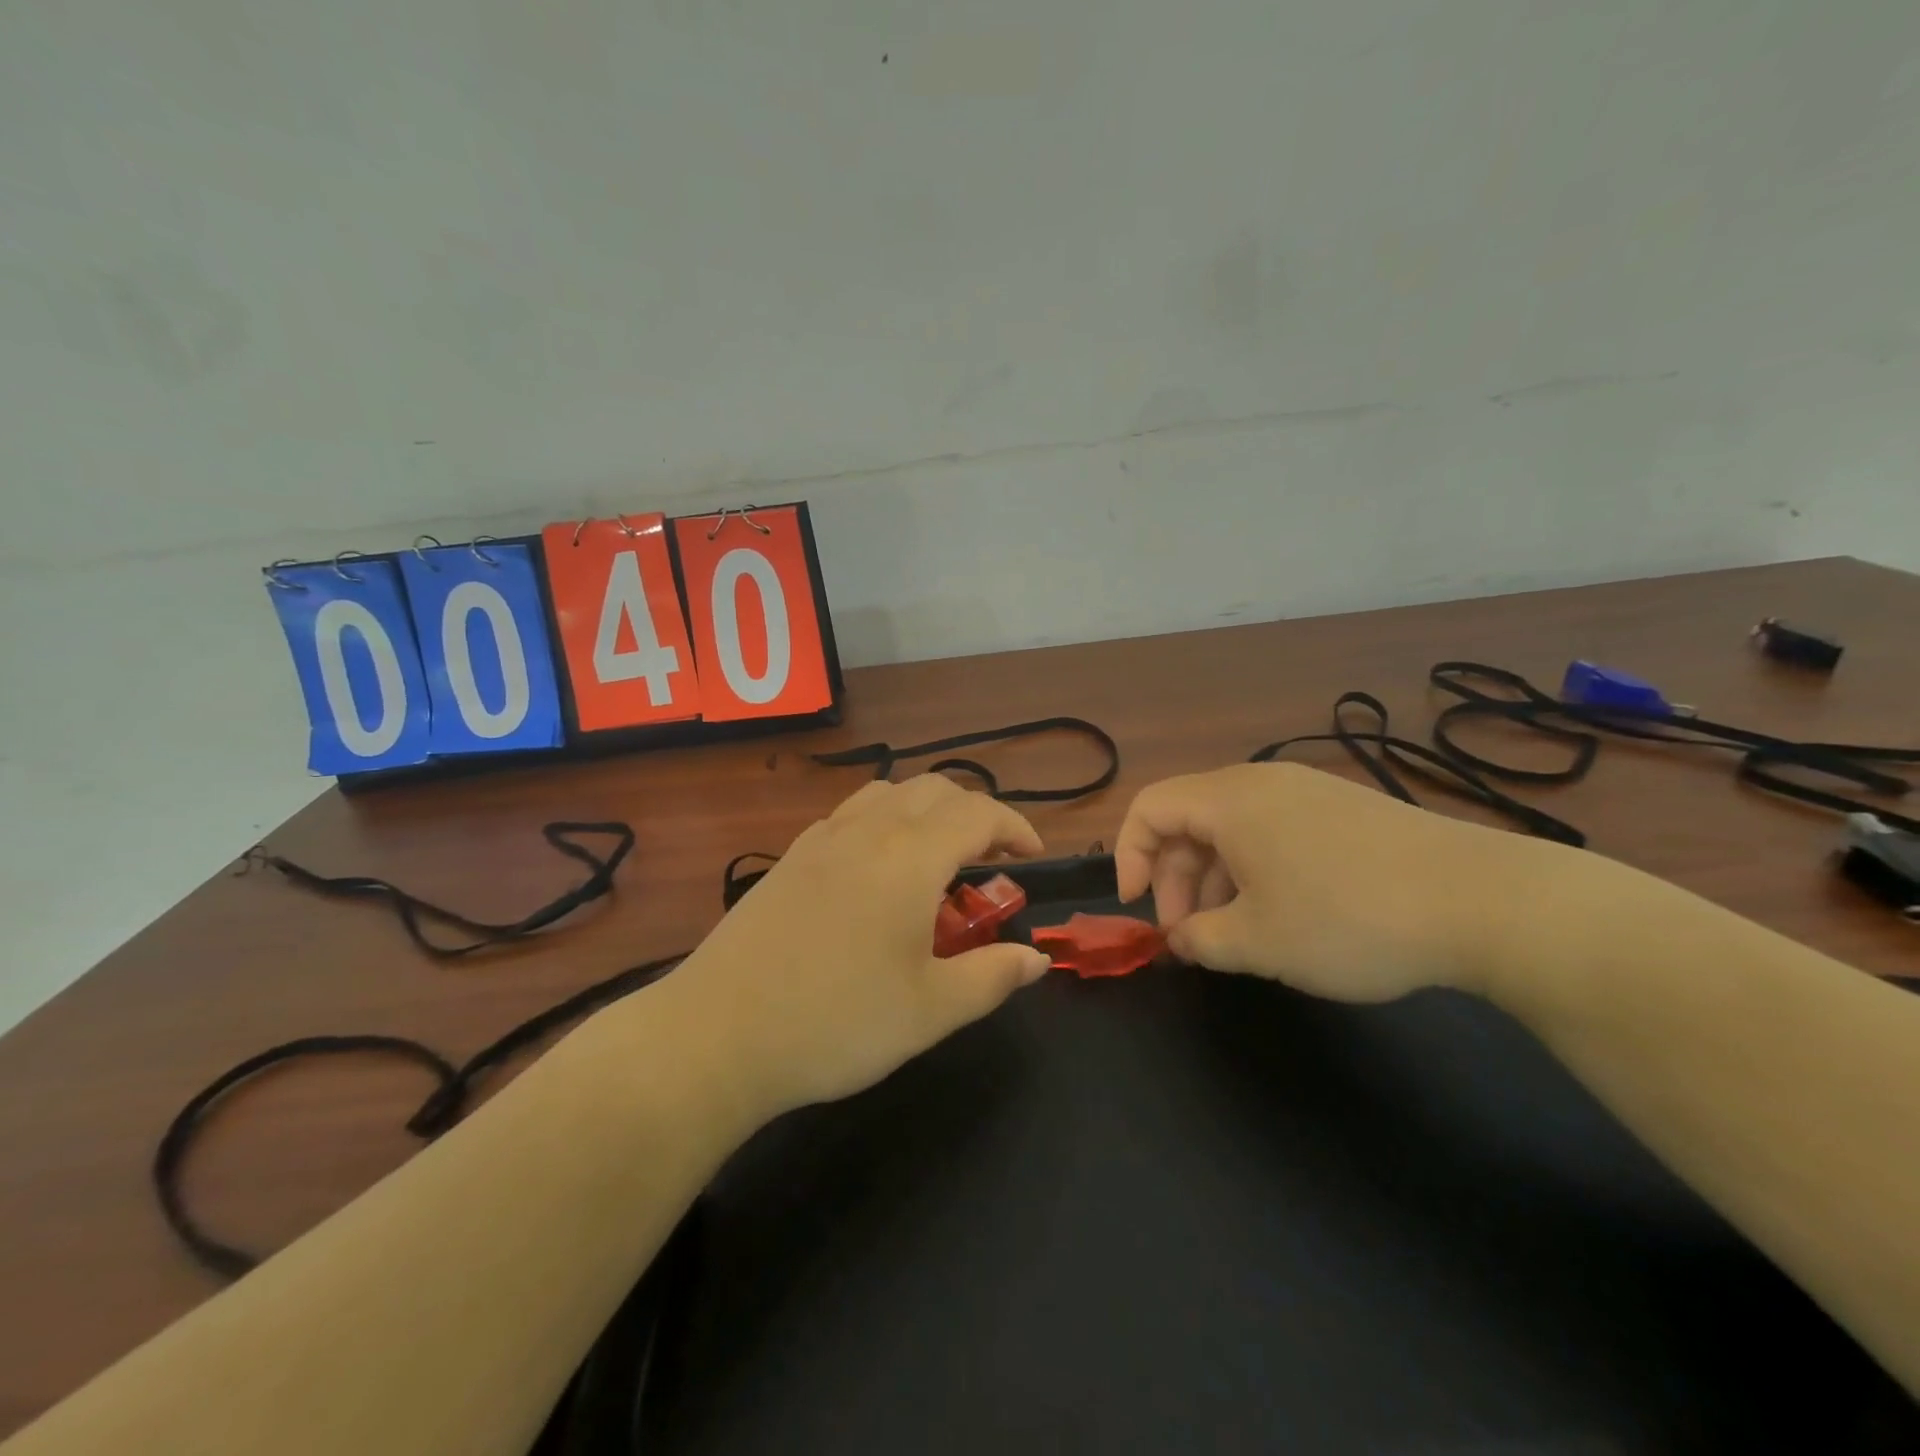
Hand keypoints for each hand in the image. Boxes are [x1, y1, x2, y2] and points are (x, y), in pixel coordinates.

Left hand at [670, 775, 1051, 1118]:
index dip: (1015, 827)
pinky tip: (877, 874)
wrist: (717, 1035)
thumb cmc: (836, 1022)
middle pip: (934, 789)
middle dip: (974, 814)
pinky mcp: (789, 858)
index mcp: (910, 857)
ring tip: (936, 860)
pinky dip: (884, 823)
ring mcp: (821, 839)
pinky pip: (851, 815)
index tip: (1032, 858)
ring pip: (888, 793)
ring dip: (926, 811)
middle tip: (989, 861)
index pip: (978, 813)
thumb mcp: (931, 1011)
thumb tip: (1036, 960)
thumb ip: (993, 977)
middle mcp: (867, 831)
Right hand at [1115, 762, 1568, 1001]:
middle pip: (1189, 819)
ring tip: (1236, 934)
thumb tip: (1181, 939)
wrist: (1485, 902)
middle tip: (1190, 937)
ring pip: (1233, 827)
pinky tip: (1283, 914)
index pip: (1149, 808)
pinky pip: (1274, 831)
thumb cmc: (1348, 918)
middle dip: (1175, 878)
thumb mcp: (1258, 943)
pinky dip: (1256, 869)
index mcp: (1230, 800)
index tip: (1138, 909)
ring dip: (1215, 878)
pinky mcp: (1345, 810)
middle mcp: (1263, 782)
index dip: (1128, 856)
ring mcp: (1309, 791)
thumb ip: (1200, 940)